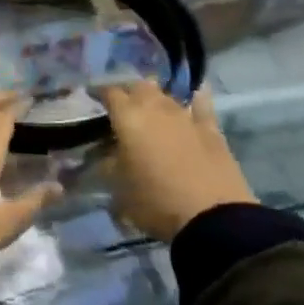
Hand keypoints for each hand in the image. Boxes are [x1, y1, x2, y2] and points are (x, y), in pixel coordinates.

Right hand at [100, 81, 253, 241]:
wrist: (212, 218)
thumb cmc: (156, 202)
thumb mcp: (118, 189)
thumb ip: (107, 165)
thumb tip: (102, 154)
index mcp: (128, 117)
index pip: (109, 92)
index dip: (99, 93)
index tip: (92, 98)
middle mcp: (155, 108)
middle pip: (138, 86)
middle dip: (128, 91)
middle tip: (120, 105)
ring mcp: (185, 116)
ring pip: (165, 95)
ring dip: (155, 97)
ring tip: (149, 106)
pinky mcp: (211, 130)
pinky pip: (201, 105)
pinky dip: (195, 99)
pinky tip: (196, 95)